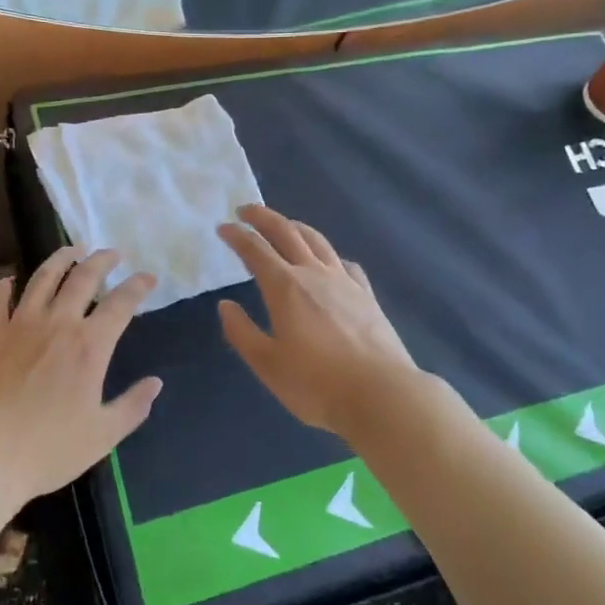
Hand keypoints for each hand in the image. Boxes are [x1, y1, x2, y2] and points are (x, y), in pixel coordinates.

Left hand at [0, 247, 159, 507]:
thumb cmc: (47, 450)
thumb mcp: (102, 435)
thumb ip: (133, 406)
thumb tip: (155, 383)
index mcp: (90, 346)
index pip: (121, 303)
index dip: (138, 286)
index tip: (148, 276)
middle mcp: (58, 324)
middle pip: (83, 278)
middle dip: (102, 260)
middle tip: (113, 253)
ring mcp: (20, 324)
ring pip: (43, 277)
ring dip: (61, 259)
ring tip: (72, 250)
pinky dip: (5, 284)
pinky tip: (9, 279)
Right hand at [216, 206, 420, 437]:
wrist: (381, 394)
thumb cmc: (317, 385)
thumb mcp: (268, 364)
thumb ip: (242, 332)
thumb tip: (225, 305)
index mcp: (285, 287)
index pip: (255, 250)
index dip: (237, 236)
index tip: (223, 227)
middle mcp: (314, 274)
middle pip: (287, 232)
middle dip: (263, 217)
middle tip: (246, 210)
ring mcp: (344, 282)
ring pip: (317, 241)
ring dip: (296, 227)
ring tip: (285, 225)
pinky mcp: (366, 295)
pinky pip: (344, 263)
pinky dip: (329, 255)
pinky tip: (330, 263)